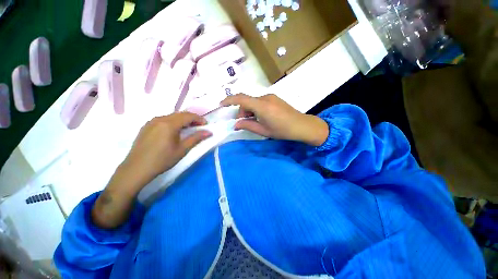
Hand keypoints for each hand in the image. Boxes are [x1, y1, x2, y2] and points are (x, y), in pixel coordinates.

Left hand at [122, 112, 211, 186]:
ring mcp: (151, 121)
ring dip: (183, 120)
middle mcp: (159, 119)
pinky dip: (173, 122)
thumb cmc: (162, 160)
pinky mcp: (146, 126)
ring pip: (172, 116)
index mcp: (169, 124)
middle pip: (180, 114)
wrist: (136, 169)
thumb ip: (196, 138)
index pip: (188, 116)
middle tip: (199, 127)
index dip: (199, 119)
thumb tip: (209, 132)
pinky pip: (163, 120)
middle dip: (192, 119)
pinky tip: (175, 131)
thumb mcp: (182, 149)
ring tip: (189, 129)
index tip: (206, 125)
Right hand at [221, 94, 328, 145]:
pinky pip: (260, 101)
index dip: (229, 100)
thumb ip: (248, 126)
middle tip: (243, 122)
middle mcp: (265, 97)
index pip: (241, 98)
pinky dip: (256, 109)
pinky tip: (261, 117)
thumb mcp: (263, 131)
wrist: (302, 125)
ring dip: (249, 110)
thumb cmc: (282, 130)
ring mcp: (271, 97)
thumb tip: (236, 124)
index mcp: (261, 106)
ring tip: (254, 121)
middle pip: (247, 101)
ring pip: (253, 101)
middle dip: (242, 111)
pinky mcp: (275, 98)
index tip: (221, 105)